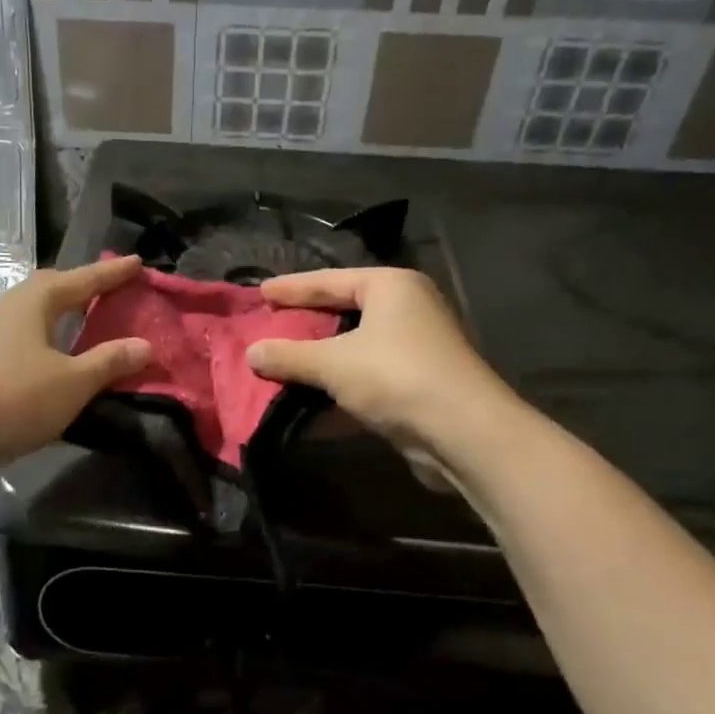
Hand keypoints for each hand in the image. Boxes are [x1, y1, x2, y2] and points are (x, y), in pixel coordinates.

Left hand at [0, 254, 151, 472]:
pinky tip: (57, 363)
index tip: (137, 262)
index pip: (82, 279)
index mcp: (34, 302)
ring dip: (64, 319)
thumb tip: (145, 345)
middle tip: (111, 291)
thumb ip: (109, 362)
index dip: (112, 273)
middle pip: (52, 291)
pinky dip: (49, 345)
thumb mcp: (72, 382)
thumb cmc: (13, 397)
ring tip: (88, 325)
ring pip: (36, 319)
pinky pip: (26, 343)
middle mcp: (9, 310)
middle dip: (83, 289)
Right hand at [246, 267, 517, 450]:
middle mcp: (408, 309)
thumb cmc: (395, 376)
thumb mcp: (333, 363)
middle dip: (306, 324)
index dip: (292, 288)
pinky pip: (367, 379)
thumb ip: (289, 356)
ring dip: (320, 361)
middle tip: (270, 324)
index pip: (330, 280)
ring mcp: (416, 348)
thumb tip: (251, 353)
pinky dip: (339, 389)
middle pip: (344, 312)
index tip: (260, 293)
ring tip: (281, 364)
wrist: (463, 432)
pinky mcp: (418, 385)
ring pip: (355, 349)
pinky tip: (308, 404)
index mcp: (391, 286)